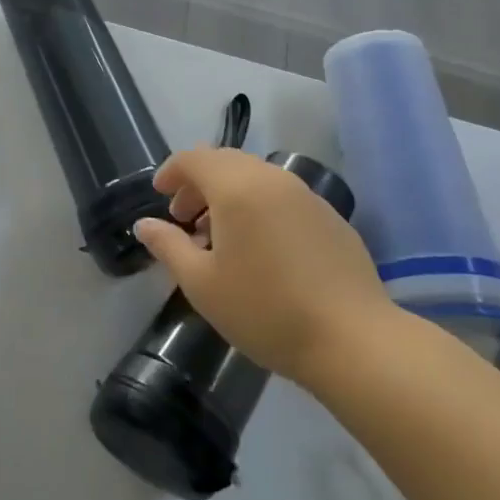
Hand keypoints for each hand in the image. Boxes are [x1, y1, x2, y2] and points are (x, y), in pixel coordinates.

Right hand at [134, 147, 394, 383]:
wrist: (354, 341)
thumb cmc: (266, 310)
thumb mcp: (202, 284)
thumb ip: (168, 246)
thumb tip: (145, 225)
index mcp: (236, 187)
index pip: (194, 158)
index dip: (171, 172)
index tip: (160, 196)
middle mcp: (272, 179)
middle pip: (225, 161)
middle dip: (199, 183)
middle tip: (185, 219)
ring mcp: (306, 196)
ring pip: (256, 177)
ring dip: (229, 194)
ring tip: (220, 237)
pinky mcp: (331, 217)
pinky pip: (283, 196)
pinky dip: (260, 206)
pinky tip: (261, 249)